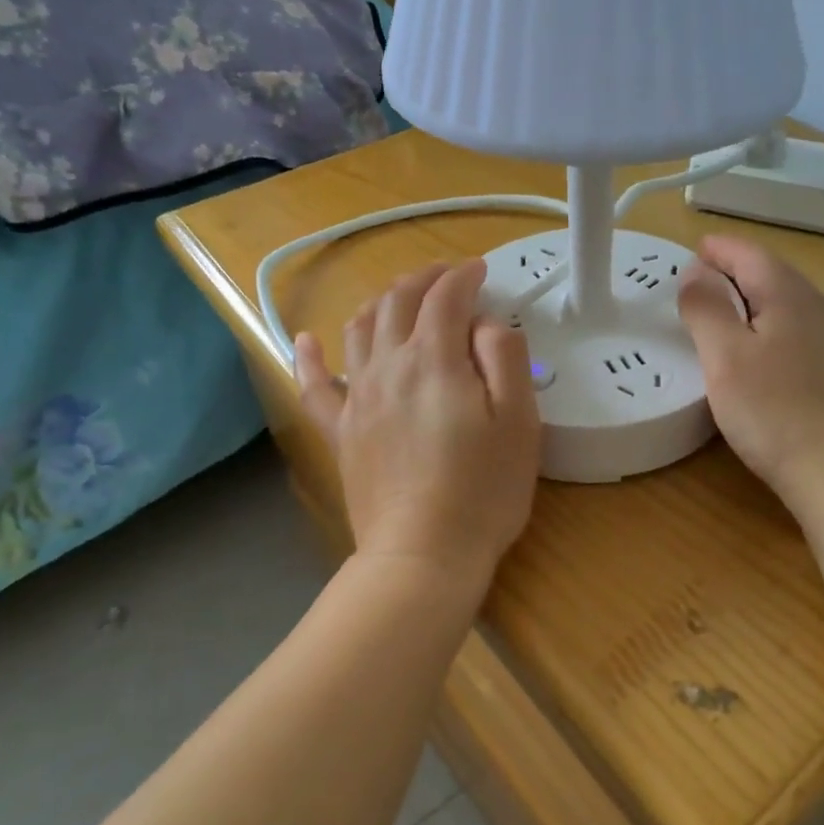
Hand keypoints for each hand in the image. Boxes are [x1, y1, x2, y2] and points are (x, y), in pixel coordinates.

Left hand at [295, 260, 540, 584]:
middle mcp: (388, 365)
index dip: (464, 276)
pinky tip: (304, 339)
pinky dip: (309, 357)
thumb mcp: (519, 420)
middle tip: (448, 276)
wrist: (423, 554)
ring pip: (360, 329)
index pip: (446, 297)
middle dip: (424, 279)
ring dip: (382, 301)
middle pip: (399, 302)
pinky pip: (315, 385)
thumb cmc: (484, 489)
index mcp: (435, 359)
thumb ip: (505, 357)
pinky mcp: (341, 431)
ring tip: (401, 297)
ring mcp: (358, 397)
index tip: (481, 270)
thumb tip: (485, 323)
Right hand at [678, 235, 823, 517]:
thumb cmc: (777, 412)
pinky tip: (767, 355)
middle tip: (704, 280)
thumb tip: (696, 269)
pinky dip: (775, 329)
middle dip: (737, 271)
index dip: (720, 249)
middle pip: (774, 275)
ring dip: (757, 300)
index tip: (694, 249)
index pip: (750, 255)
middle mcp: (821, 309)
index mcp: (789, 296)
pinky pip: (803, 334)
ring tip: (728, 313)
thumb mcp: (726, 357)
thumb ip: (707, 308)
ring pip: (791, 305)